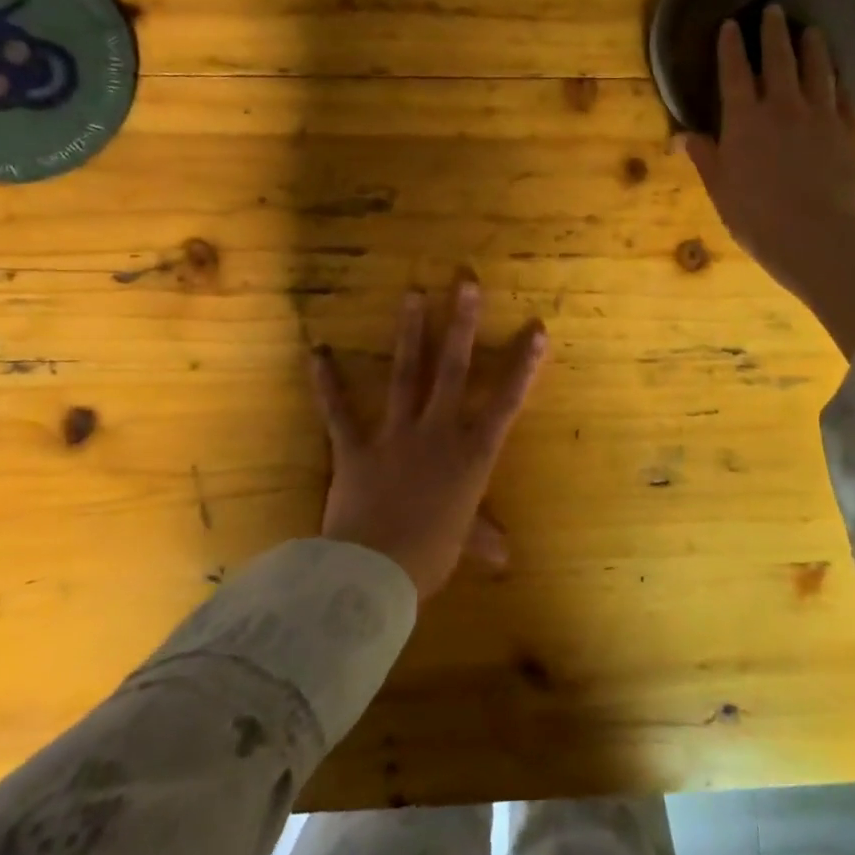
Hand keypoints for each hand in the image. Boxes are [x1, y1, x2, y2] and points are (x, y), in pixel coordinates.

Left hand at [307, 279, 545, 597]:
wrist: (374, 573)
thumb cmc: (430, 556)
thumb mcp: (462, 543)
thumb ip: (482, 538)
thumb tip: (505, 557)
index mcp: (472, 455)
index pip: (506, 402)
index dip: (524, 365)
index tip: (536, 329)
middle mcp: (437, 432)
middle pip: (453, 369)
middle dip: (461, 323)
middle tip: (465, 281)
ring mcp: (395, 435)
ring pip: (405, 374)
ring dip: (410, 333)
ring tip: (412, 294)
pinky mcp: (355, 447)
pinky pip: (339, 410)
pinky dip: (327, 382)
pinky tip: (318, 352)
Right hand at [683, 6, 854, 291]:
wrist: (814, 235)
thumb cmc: (755, 216)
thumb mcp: (719, 188)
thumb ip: (704, 157)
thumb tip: (682, 136)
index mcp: (745, 119)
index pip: (734, 72)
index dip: (731, 46)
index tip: (730, 25)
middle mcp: (783, 106)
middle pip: (779, 58)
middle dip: (774, 32)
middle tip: (775, 10)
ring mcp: (821, 115)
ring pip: (818, 69)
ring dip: (813, 46)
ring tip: (812, 31)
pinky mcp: (849, 131)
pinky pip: (844, 96)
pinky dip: (838, 80)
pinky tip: (838, 75)